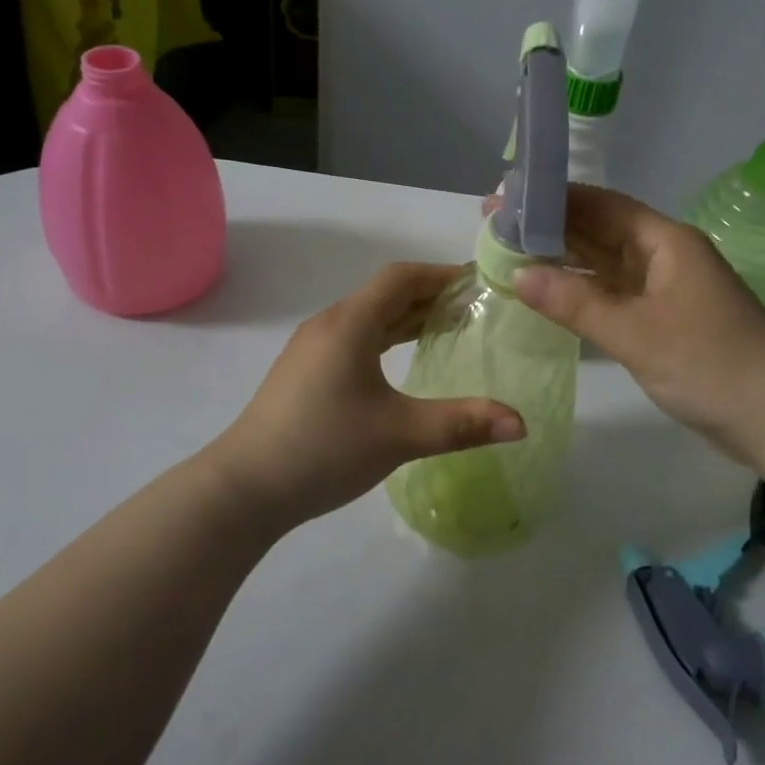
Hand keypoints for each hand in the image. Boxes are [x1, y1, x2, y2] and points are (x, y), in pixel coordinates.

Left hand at [206, 263, 525, 533]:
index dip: (441, 274)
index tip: (478, 283)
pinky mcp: (306, 372)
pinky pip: (355, 337)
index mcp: (350, 324)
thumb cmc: (323, 449)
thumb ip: (462, 424)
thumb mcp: (400, 435)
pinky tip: (402, 360)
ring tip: (448, 328)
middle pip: (386, 293)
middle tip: (474, 307)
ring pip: (369, 316)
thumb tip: (521, 423)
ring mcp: (312, 348)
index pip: (401, 278)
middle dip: (430, 294)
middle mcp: (330, 325)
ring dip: (408, 316)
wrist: (243, 489)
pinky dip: (387, 337)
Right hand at [513, 185, 764, 466]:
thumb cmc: (710, 364)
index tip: (506, 199)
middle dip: (552, 228)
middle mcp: (666, 256)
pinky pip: (617, 295)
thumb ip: (576, 302)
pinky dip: (585, 293)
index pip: (601, 204)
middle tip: (496, 228)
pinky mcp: (668, 321)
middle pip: (602, 231)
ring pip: (608, 264)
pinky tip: (553, 295)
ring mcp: (668, 290)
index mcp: (666, 241)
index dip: (553, 198)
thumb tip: (518, 274)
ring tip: (512, 256)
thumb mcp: (636, 332)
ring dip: (566, 260)